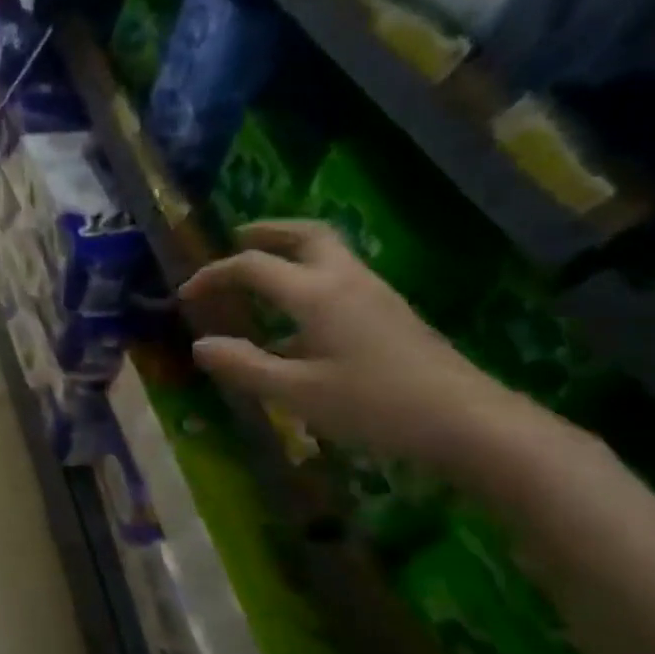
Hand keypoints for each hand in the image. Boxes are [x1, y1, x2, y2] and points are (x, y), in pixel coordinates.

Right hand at [178, 220, 537, 472]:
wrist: (467, 421)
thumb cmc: (373, 405)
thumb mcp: (295, 392)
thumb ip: (244, 365)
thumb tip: (201, 345)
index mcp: (316, 294)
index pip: (253, 266)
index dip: (214, 275)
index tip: (186, 294)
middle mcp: (345, 281)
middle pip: (305, 235)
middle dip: (267, 232)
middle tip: (236, 239)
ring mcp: (374, 294)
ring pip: (328, 252)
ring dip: (290, 251)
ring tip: (261, 272)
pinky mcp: (390, 313)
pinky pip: (340, 278)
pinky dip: (308, 278)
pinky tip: (296, 319)